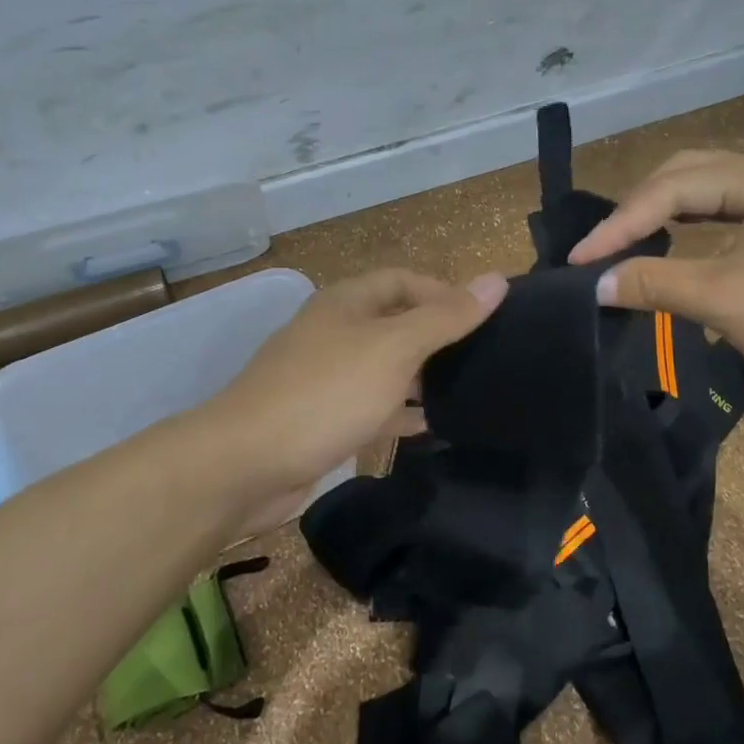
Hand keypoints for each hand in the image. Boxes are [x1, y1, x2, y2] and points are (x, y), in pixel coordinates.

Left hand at [198, 268, 507, 528]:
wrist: (247, 463)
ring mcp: (326, 378)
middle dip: (437, 338)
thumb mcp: (394, 348)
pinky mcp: (323, 419)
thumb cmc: (326, 393)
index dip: (443, 292)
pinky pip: (371, 407)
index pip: (403, 280)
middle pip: (395, 324)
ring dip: (421, 378)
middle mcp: (334, 333)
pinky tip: (431, 428)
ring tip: (469, 393)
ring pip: (385, 369)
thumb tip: (497, 279)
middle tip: (485, 359)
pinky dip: (400, 414)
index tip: (485, 319)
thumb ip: (445, 317)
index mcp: (346, 303)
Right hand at [567, 145, 743, 408]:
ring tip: (624, 247)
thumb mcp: (732, 303)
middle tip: (598, 250)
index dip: (619, 225)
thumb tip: (595, 283)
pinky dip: (696, 230)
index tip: (577, 260)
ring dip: (664, 218)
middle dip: (638, 212)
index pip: (673, 188)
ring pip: (710, 193)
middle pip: (689, 176)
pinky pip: (733, 212)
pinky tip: (674, 248)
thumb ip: (656, 284)